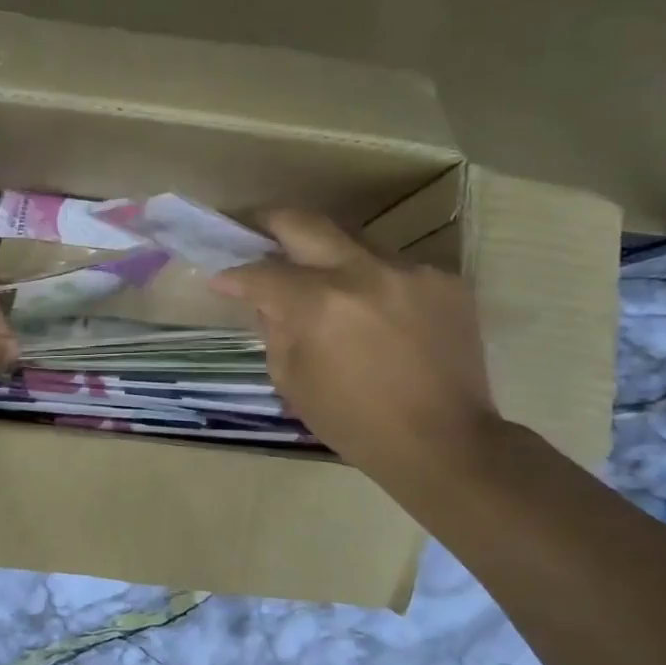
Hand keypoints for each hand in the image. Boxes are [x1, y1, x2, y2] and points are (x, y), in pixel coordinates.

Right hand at [211, 211, 500, 479]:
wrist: (444, 443)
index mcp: (320, 305)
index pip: (262, 272)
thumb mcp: (293, 381)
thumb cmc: (356, 423)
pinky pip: (392, 266)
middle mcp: (364, 273)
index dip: (234, 275)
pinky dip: (371, 281)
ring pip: (353, 240)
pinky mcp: (444, 280)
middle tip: (253, 226)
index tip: (221, 278)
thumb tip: (266, 299)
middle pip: (305, 222)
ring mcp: (410, 271)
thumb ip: (275, 330)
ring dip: (327, 254)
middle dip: (269, 221)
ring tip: (319, 276)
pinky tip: (372, 310)